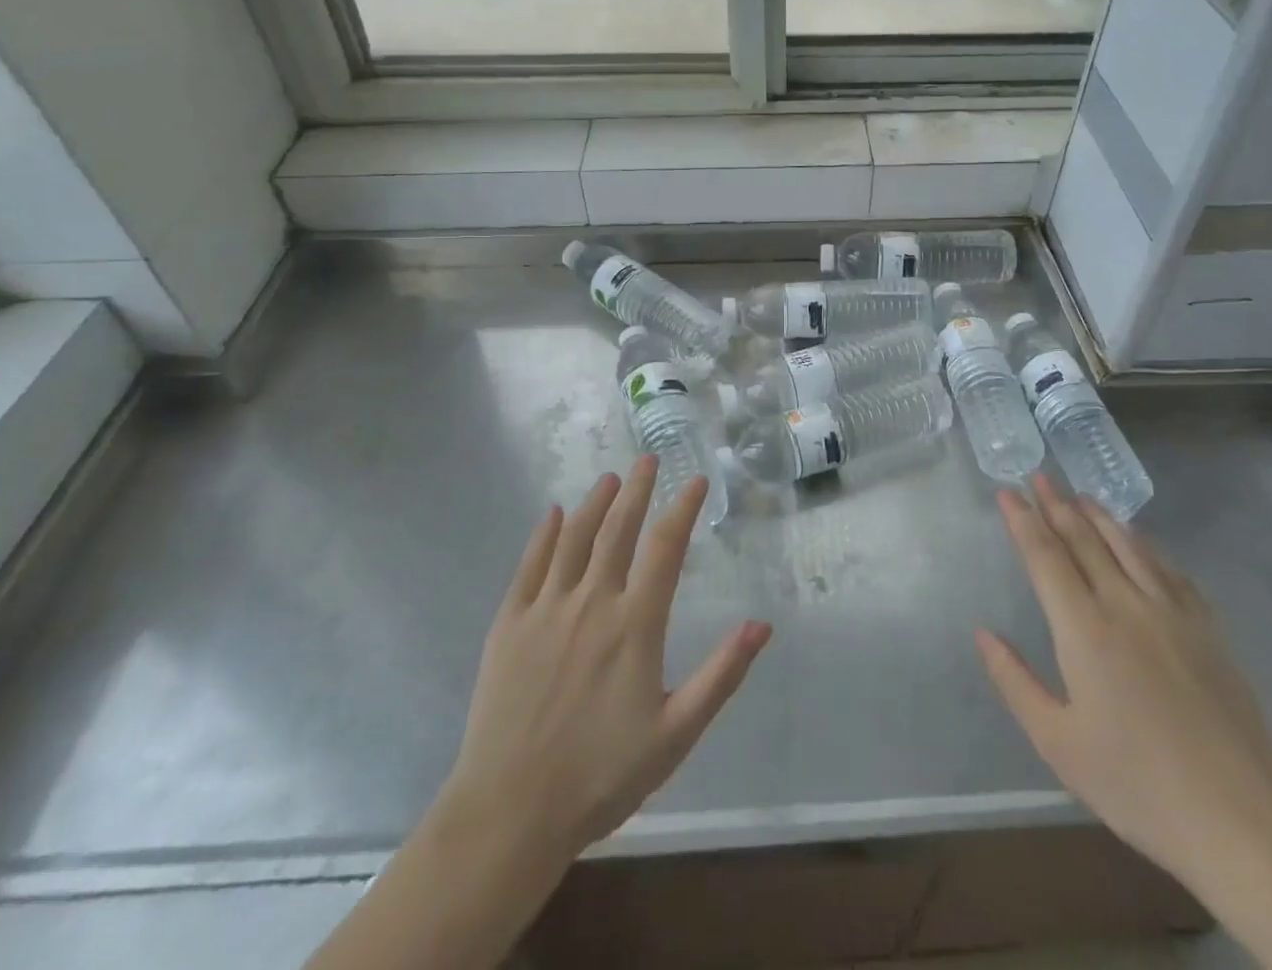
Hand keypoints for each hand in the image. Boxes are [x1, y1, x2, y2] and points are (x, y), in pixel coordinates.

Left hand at [440, 457, 772, 866]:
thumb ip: (721, 675)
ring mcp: (546, 610)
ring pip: (574, 538)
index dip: (683, 508)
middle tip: (648, 458)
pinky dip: (544, 535)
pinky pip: (529, 566)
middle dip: (638, 489)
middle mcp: (591, 602)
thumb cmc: (602, 776)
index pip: (665, 548)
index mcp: (634, 624)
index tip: (695, 480)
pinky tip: (554, 514)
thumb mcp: (676, 733)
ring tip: (610, 478)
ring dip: (595, 503)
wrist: (509, 813)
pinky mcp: (509, 625)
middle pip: (618, 529)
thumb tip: (762, 625)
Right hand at [977, 478, 1271, 891]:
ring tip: (1080, 495)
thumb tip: (983, 634)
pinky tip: (1138, 539)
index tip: (1006, 491)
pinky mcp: (1207, 628)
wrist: (1242, 820)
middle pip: (1084, 539)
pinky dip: (1144, 543)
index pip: (1045, 557)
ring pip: (1128, 545)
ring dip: (1099, 515)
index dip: (1023, 520)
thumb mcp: (1059, 745)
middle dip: (1057, 504)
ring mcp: (1172, 612)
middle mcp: (1126, 605)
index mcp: (1084, 630)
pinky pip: (1168, 568)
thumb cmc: (1139, 785)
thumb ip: (1016, 682)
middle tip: (1039, 476)